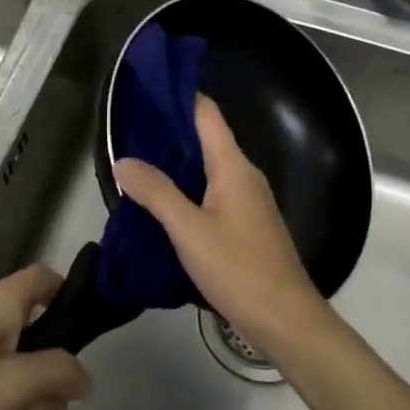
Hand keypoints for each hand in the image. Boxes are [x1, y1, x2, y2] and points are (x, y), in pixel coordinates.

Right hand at [114, 95, 330, 361]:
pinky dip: (186, 188)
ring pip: (207, 168)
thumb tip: (123, 160)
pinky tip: (161, 203)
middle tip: (126, 129)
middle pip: (205, 138)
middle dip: (169, 131)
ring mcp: (247, 200)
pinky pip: (211, 192)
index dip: (179, 96)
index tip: (145, 90)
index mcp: (233, 166)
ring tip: (135, 162)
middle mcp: (243, 175)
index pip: (207, 113)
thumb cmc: (239, 269)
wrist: (286, 320)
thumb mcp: (189, 230)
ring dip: (175, 162)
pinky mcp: (245, 224)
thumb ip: (156, 192)